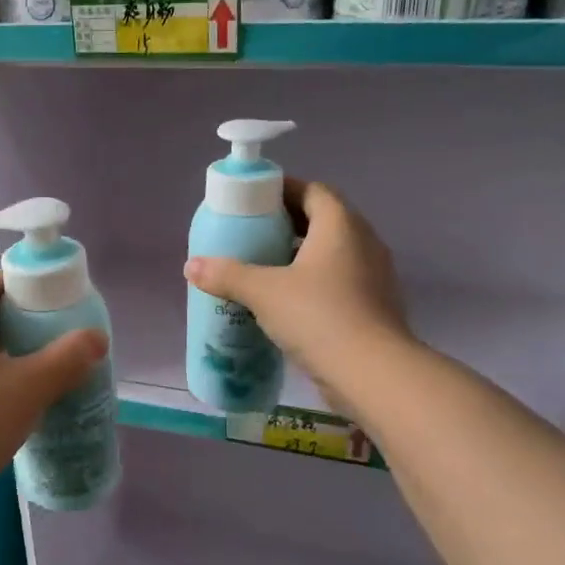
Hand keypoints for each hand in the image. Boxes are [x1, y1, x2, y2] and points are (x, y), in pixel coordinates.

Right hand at [184, 179, 409, 390]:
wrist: (372, 374)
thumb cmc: (318, 316)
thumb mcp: (263, 292)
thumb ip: (227, 275)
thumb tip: (191, 266)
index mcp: (340, 226)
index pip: (313, 191)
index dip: (283, 191)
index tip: (253, 202)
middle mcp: (363, 243)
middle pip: (323, 221)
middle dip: (287, 225)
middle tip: (252, 236)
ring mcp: (374, 277)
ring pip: (332, 254)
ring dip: (301, 257)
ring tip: (264, 270)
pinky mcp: (374, 308)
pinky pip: (339, 283)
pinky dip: (314, 285)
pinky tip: (287, 305)